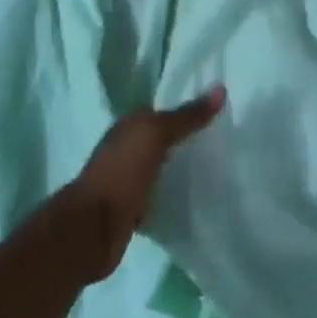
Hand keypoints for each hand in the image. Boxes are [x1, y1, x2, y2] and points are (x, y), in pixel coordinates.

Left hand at [54, 87, 224, 281]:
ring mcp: (127, 181)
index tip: (218, 112)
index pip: (160, 111)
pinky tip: (196, 198)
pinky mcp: (133, 210)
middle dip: (186, 140)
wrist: (92, 228)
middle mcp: (125, 150)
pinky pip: (159, 196)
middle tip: (224, 140)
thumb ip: (186, 116)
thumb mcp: (155, 134)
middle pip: (161, 140)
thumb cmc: (121, 172)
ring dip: (180, 169)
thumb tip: (221, 89)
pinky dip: (174, 195)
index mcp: (127, 127)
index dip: (186, 109)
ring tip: (217, 168)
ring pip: (161, 168)